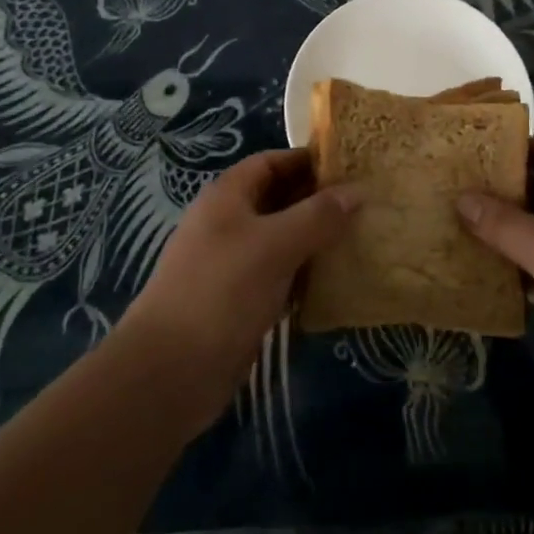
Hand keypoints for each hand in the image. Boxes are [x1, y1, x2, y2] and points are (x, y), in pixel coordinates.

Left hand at [115, 148, 358, 433]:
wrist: (169, 372)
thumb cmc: (222, 291)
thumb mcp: (276, 245)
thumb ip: (318, 216)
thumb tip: (357, 191)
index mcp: (227, 196)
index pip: (271, 162)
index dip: (307, 160)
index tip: (350, 166)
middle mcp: (228, 223)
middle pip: (278, 200)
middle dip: (317, 201)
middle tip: (364, 204)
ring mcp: (232, 264)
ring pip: (281, 240)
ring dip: (315, 239)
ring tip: (360, 239)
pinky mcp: (239, 302)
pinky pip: (279, 276)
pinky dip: (305, 275)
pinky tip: (336, 282)